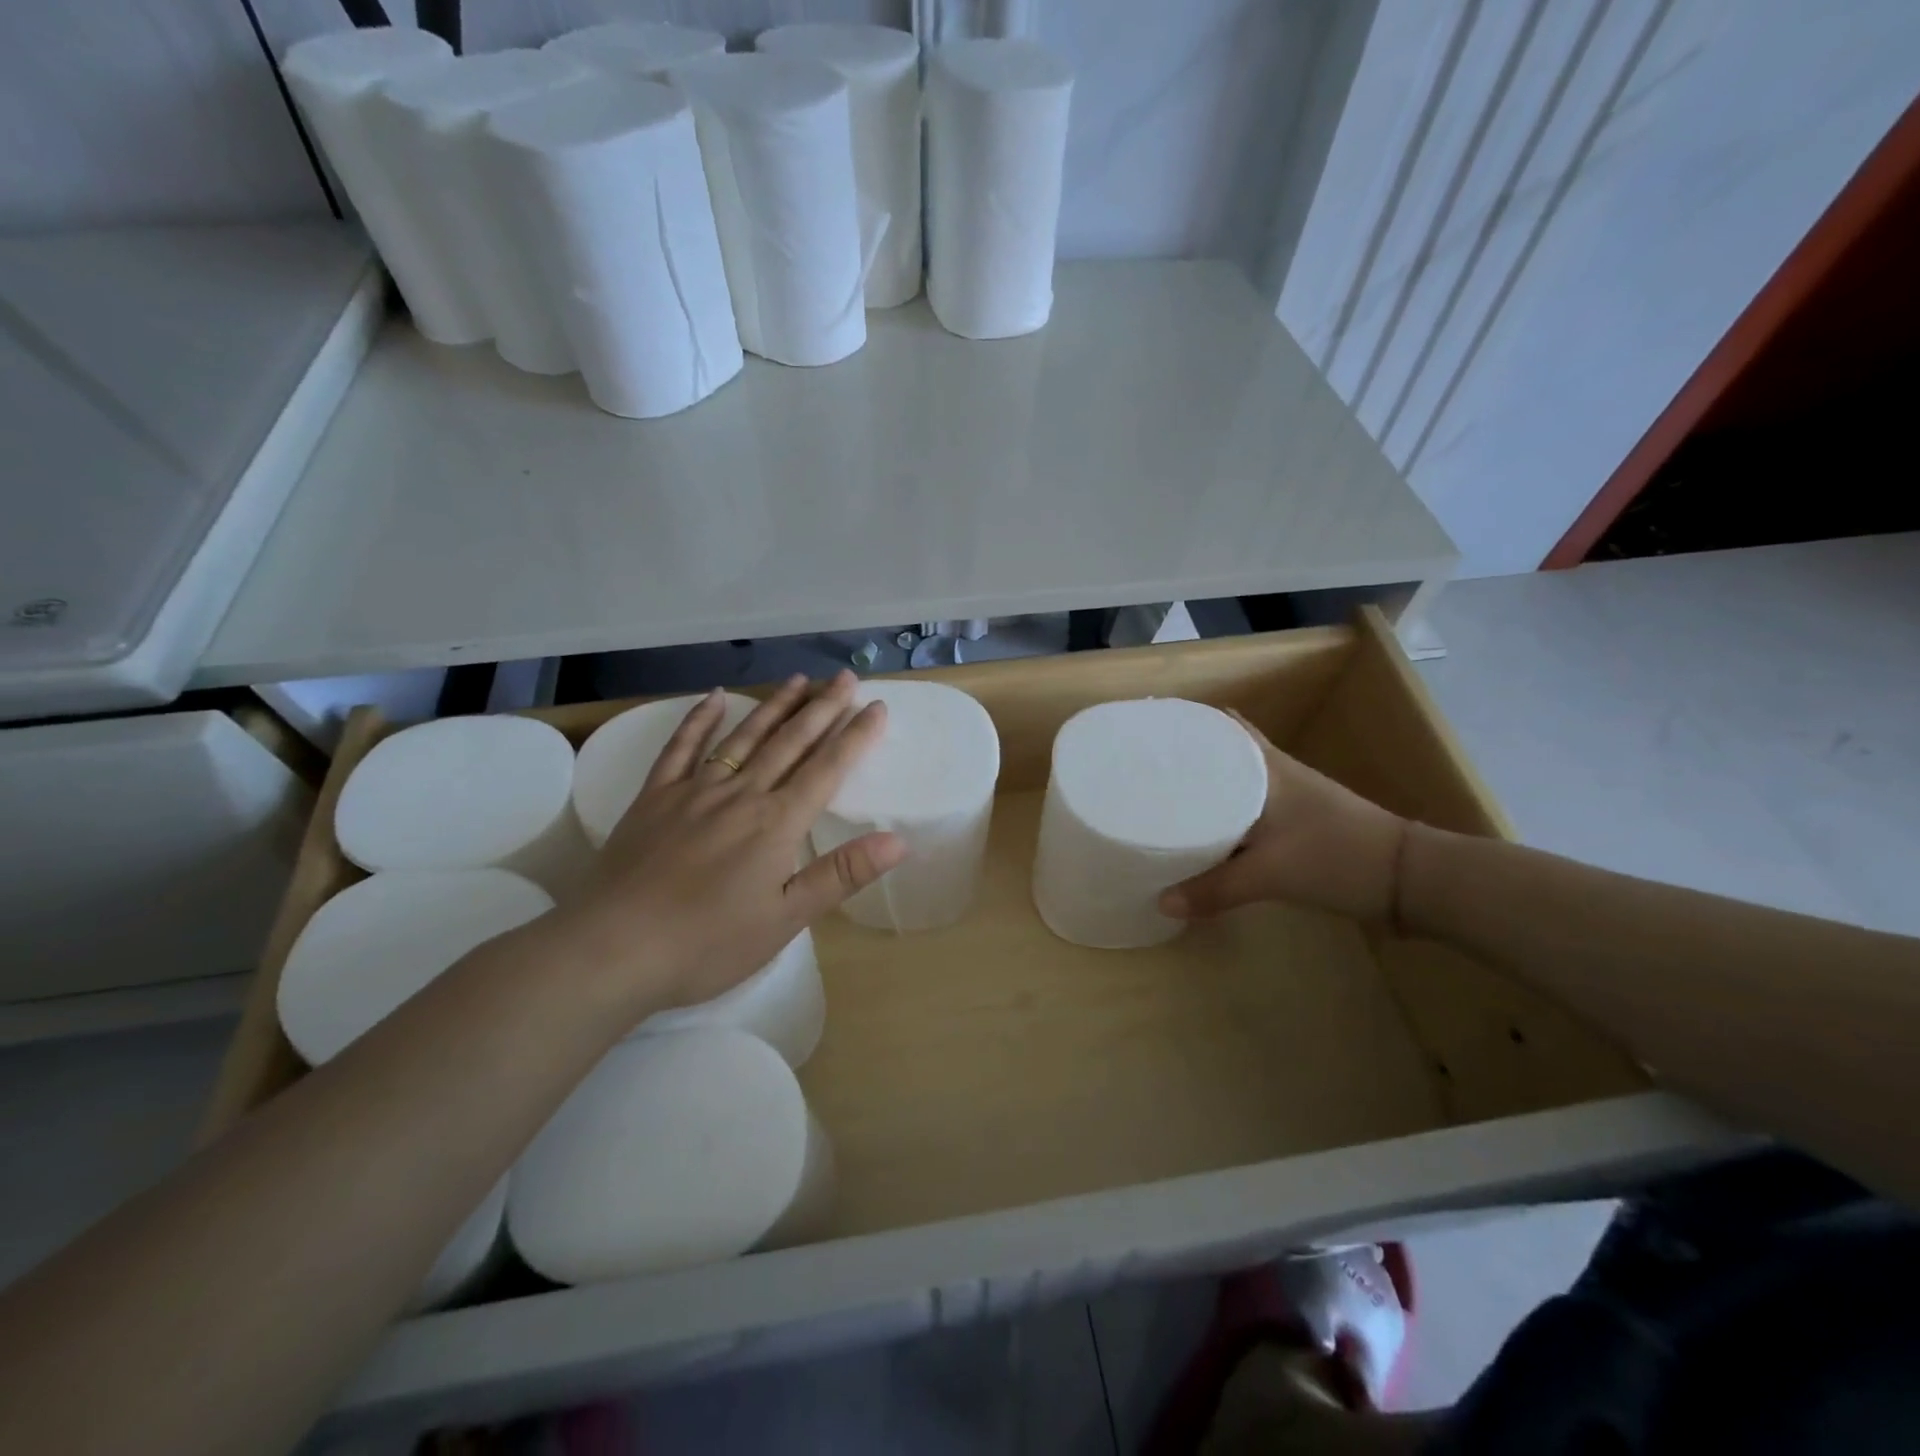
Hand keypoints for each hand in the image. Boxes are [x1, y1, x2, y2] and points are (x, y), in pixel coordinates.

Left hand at [548, 672, 906, 1018]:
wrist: (613, 949)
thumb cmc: (708, 943)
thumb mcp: (785, 919)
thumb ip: (841, 874)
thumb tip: (898, 840)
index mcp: (777, 823)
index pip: (827, 769)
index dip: (855, 736)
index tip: (877, 706)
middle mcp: (741, 794)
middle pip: (789, 742)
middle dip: (822, 707)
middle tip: (845, 677)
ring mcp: (694, 791)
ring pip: (744, 737)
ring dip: (774, 706)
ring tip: (799, 679)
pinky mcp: (655, 797)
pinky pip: (681, 748)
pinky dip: (699, 720)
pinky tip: (714, 697)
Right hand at [1158, 711, 1406, 924]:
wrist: (1408, 879)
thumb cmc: (1336, 857)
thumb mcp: (1270, 874)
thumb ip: (1214, 888)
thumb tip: (1162, 903)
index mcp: (1266, 767)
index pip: (1223, 727)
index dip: (1189, 723)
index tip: (1150, 729)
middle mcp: (1276, 772)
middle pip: (1225, 752)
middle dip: (1190, 756)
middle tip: (1147, 767)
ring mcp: (1291, 797)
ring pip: (1237, 780)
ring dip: (1208, 785)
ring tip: (1165, 796)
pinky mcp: (1300, 823)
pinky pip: (1250, 808)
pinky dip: (1227, 812)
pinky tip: (1209, 831)